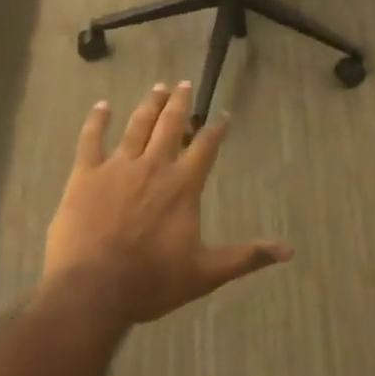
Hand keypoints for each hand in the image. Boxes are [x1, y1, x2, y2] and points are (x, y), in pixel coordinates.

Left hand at [44, 83, 292, 325]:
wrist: (93, 291)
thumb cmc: (151, 282)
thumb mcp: (206, 273)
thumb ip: (246, 257)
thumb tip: (288, 251)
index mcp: (183, 185)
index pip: (206, 147)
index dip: (215, 129)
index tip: (221, 115)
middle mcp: (154, 167)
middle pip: (171, 125)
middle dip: (181, 104)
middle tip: (185, 84)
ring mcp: (117, 168)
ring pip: (137, 126)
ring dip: (150, 105)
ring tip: (158, 88)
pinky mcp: (85, 176)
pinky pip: (91, 140)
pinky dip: (97, 121)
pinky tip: (102, 106)